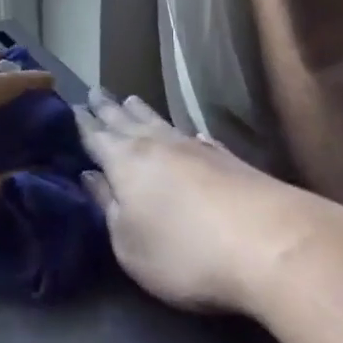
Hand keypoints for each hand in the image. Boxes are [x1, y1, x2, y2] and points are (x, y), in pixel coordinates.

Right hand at [75, 90, 329, 313]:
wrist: (271, 244)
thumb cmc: (183, 252)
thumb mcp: (128, 242)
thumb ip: (107, 207)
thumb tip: (90, 175)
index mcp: (125, 162)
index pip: (96, 136)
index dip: (82, 123)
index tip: (71, 106)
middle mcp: (157, 145)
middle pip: (126, 121)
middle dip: (108, 108)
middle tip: (95, 91)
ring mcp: (197, 149)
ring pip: (161, 122)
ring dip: (143, 111)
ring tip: (130, 98)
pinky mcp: (232, 161)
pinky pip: (199, 139)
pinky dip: (187, 133)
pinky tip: (193, 134)